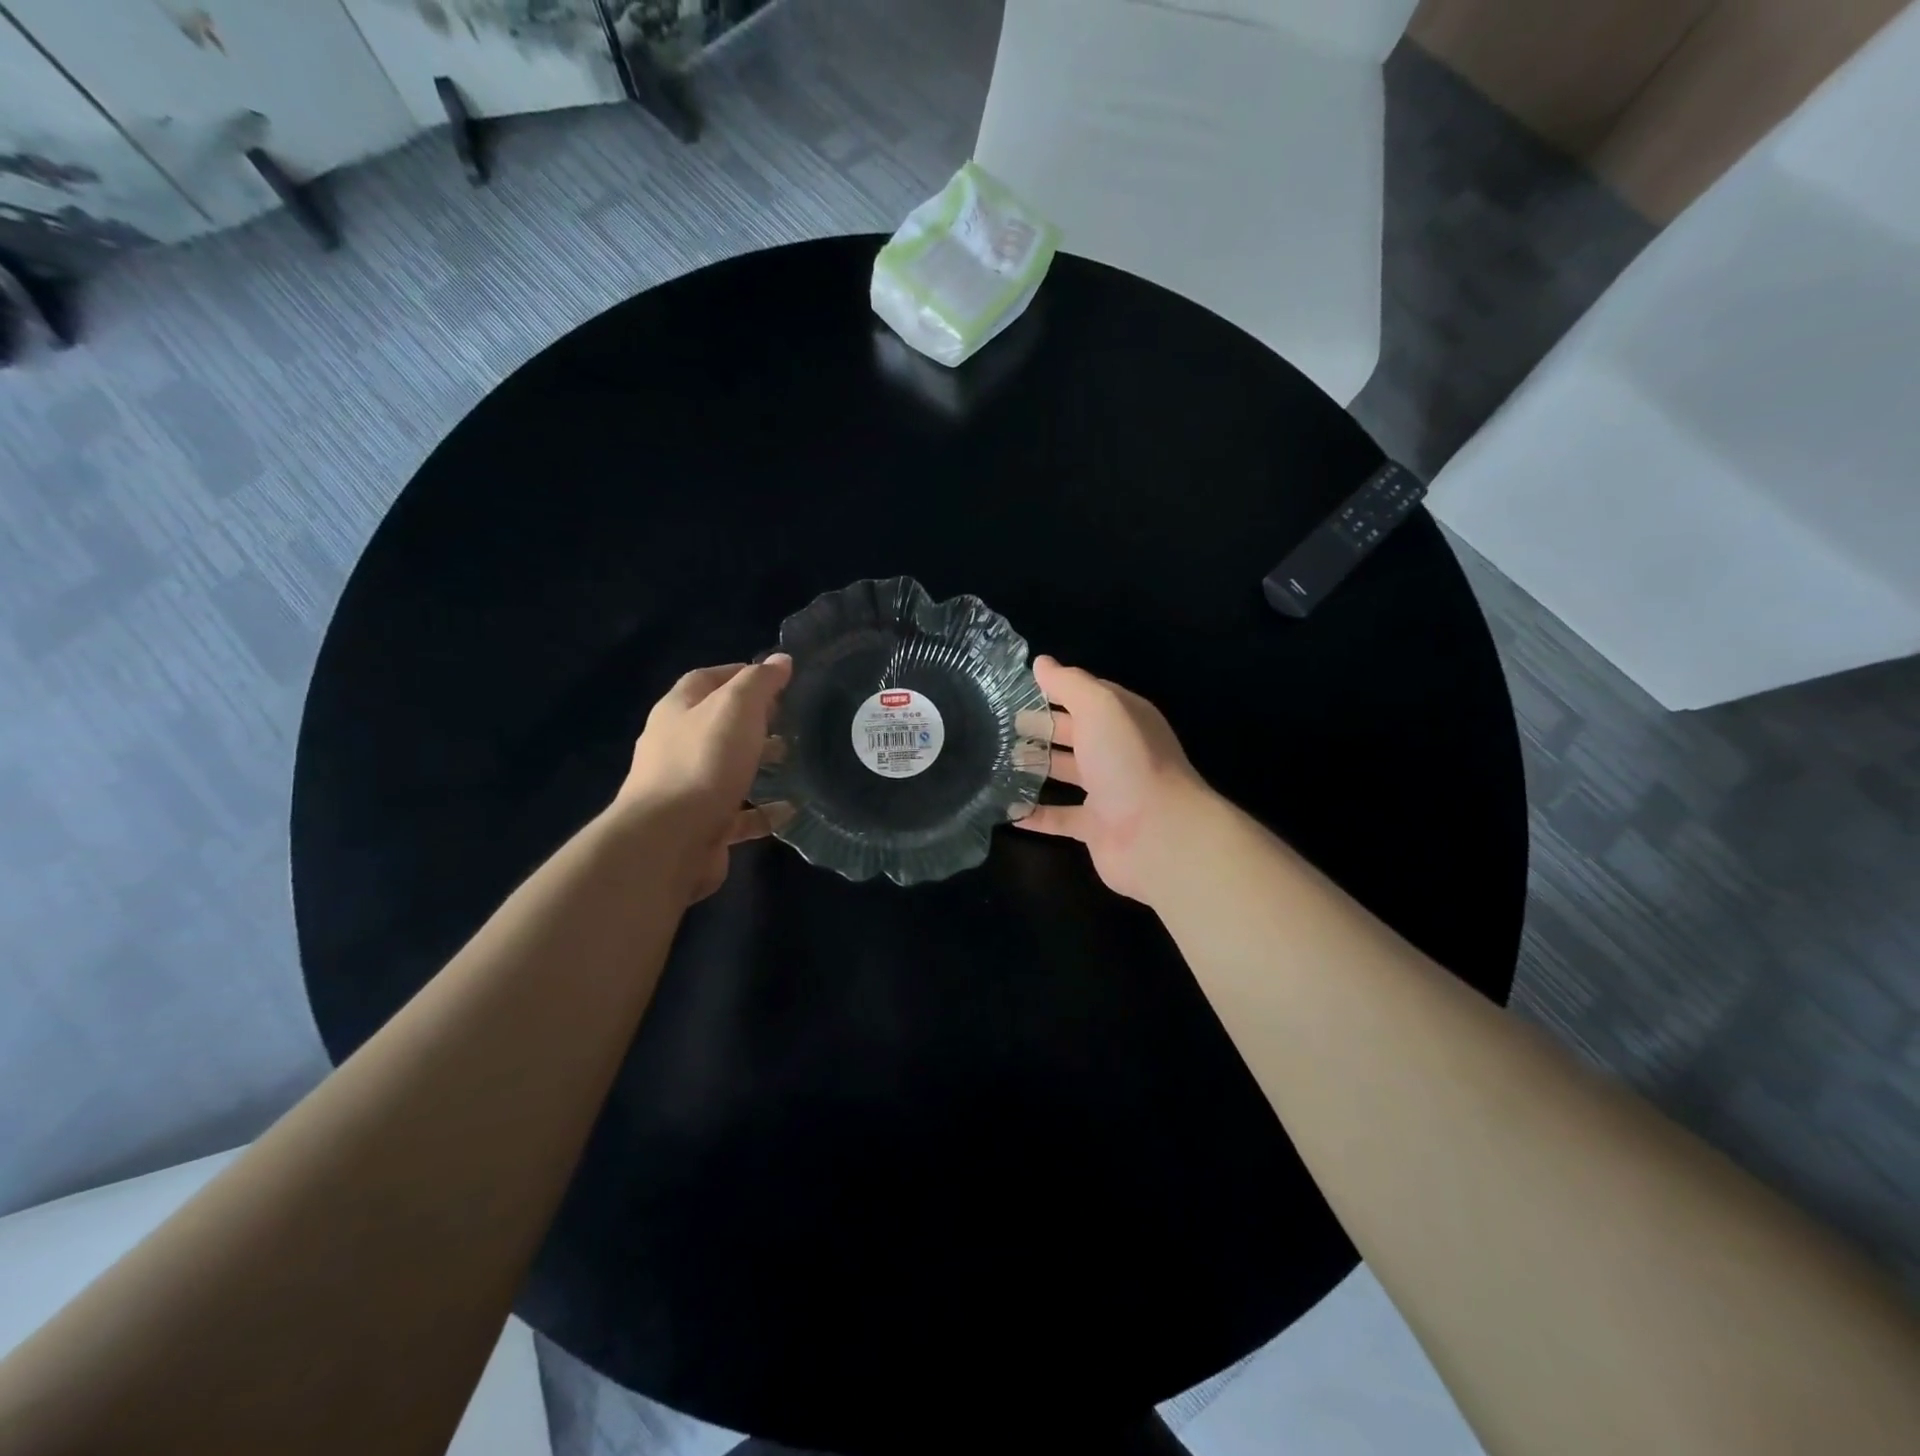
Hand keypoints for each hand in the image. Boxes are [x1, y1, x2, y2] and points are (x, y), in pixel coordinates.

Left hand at [615, 655, 792, 901]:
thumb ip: (760, 682)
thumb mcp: (736, 708)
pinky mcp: (701, 827)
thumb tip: (781, 660)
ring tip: (792, 760)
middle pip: (716, 725)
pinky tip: (789, 810)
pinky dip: (763, 810)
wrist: (668, 841)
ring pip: (726, 769)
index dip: (739, 673)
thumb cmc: (703, 762)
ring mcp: (685, 790)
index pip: (706, 680)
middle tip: (789, 720)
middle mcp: (675, 747)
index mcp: (677, 711)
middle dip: (752, 720)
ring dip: (757, 763)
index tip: (777, 678)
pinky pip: (738, 814)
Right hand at [1016, 656, 1216, 904]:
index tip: (1014, 688)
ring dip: (1036, 766)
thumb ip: (1070, 684)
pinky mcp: (1096, 828)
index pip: (1086, 696)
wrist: (1160, 835)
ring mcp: (1108, 791)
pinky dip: (1034, 815)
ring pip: (1066, 772)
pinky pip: (1059, 818)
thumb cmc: (1128, 761)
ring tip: (996, 760)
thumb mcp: (1100, 708)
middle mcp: (1117, 751)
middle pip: (1073, 733)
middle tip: (998, 725)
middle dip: (1040, 726)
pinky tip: (1006, 809)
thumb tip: (1041, 662)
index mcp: (1123, 718)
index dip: (1054, 689)